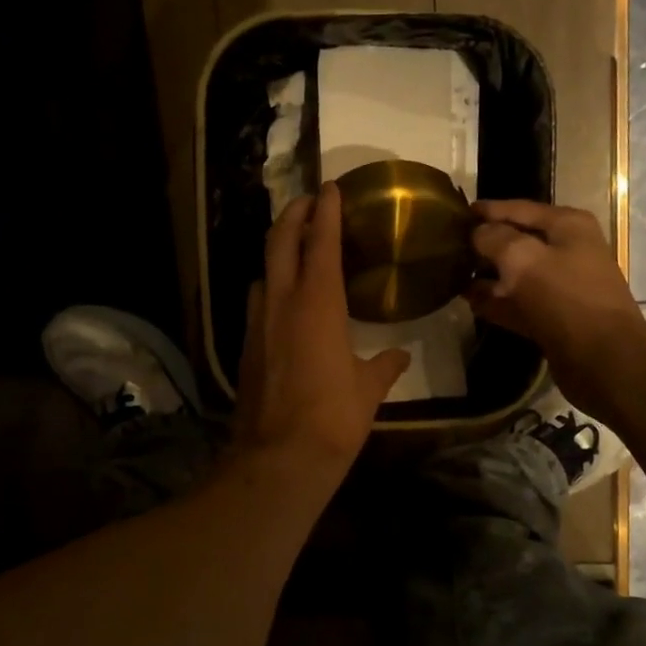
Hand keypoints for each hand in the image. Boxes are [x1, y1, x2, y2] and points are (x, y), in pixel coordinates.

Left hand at [231, 183, 410, 487]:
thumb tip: (400, 357)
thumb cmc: (334, 419)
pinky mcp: (245, 346)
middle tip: (308, 203)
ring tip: (297, 250)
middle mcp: (282, 302)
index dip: (326, 211)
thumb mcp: (368, 390)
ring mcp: (257, 323)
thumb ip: (384, 367)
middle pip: (280, 241)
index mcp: (318, 304)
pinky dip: (271, 287)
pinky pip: (258, 301)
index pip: (321, 243)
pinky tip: (285, 302)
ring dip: (278, 251)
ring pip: (263, 270)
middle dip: (293, 214)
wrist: (279, 458)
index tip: (330, 188)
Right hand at [466, 200, 645, 419]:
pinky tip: (471, 303)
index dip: (488, 210)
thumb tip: (477, 233)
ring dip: (489, 276)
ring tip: (454, 276)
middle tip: (451, 248)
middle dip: (486, 245)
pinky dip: (498, 302)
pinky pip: (520, 303)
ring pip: (517, 275)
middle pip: (519, 241)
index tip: (458, 214)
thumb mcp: (523, 259)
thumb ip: (495, 239)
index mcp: (567, 226)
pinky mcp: (555, 318)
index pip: (520, 209)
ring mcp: (563, 286)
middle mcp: (568, 251)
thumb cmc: (565, 297)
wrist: (602, 358)